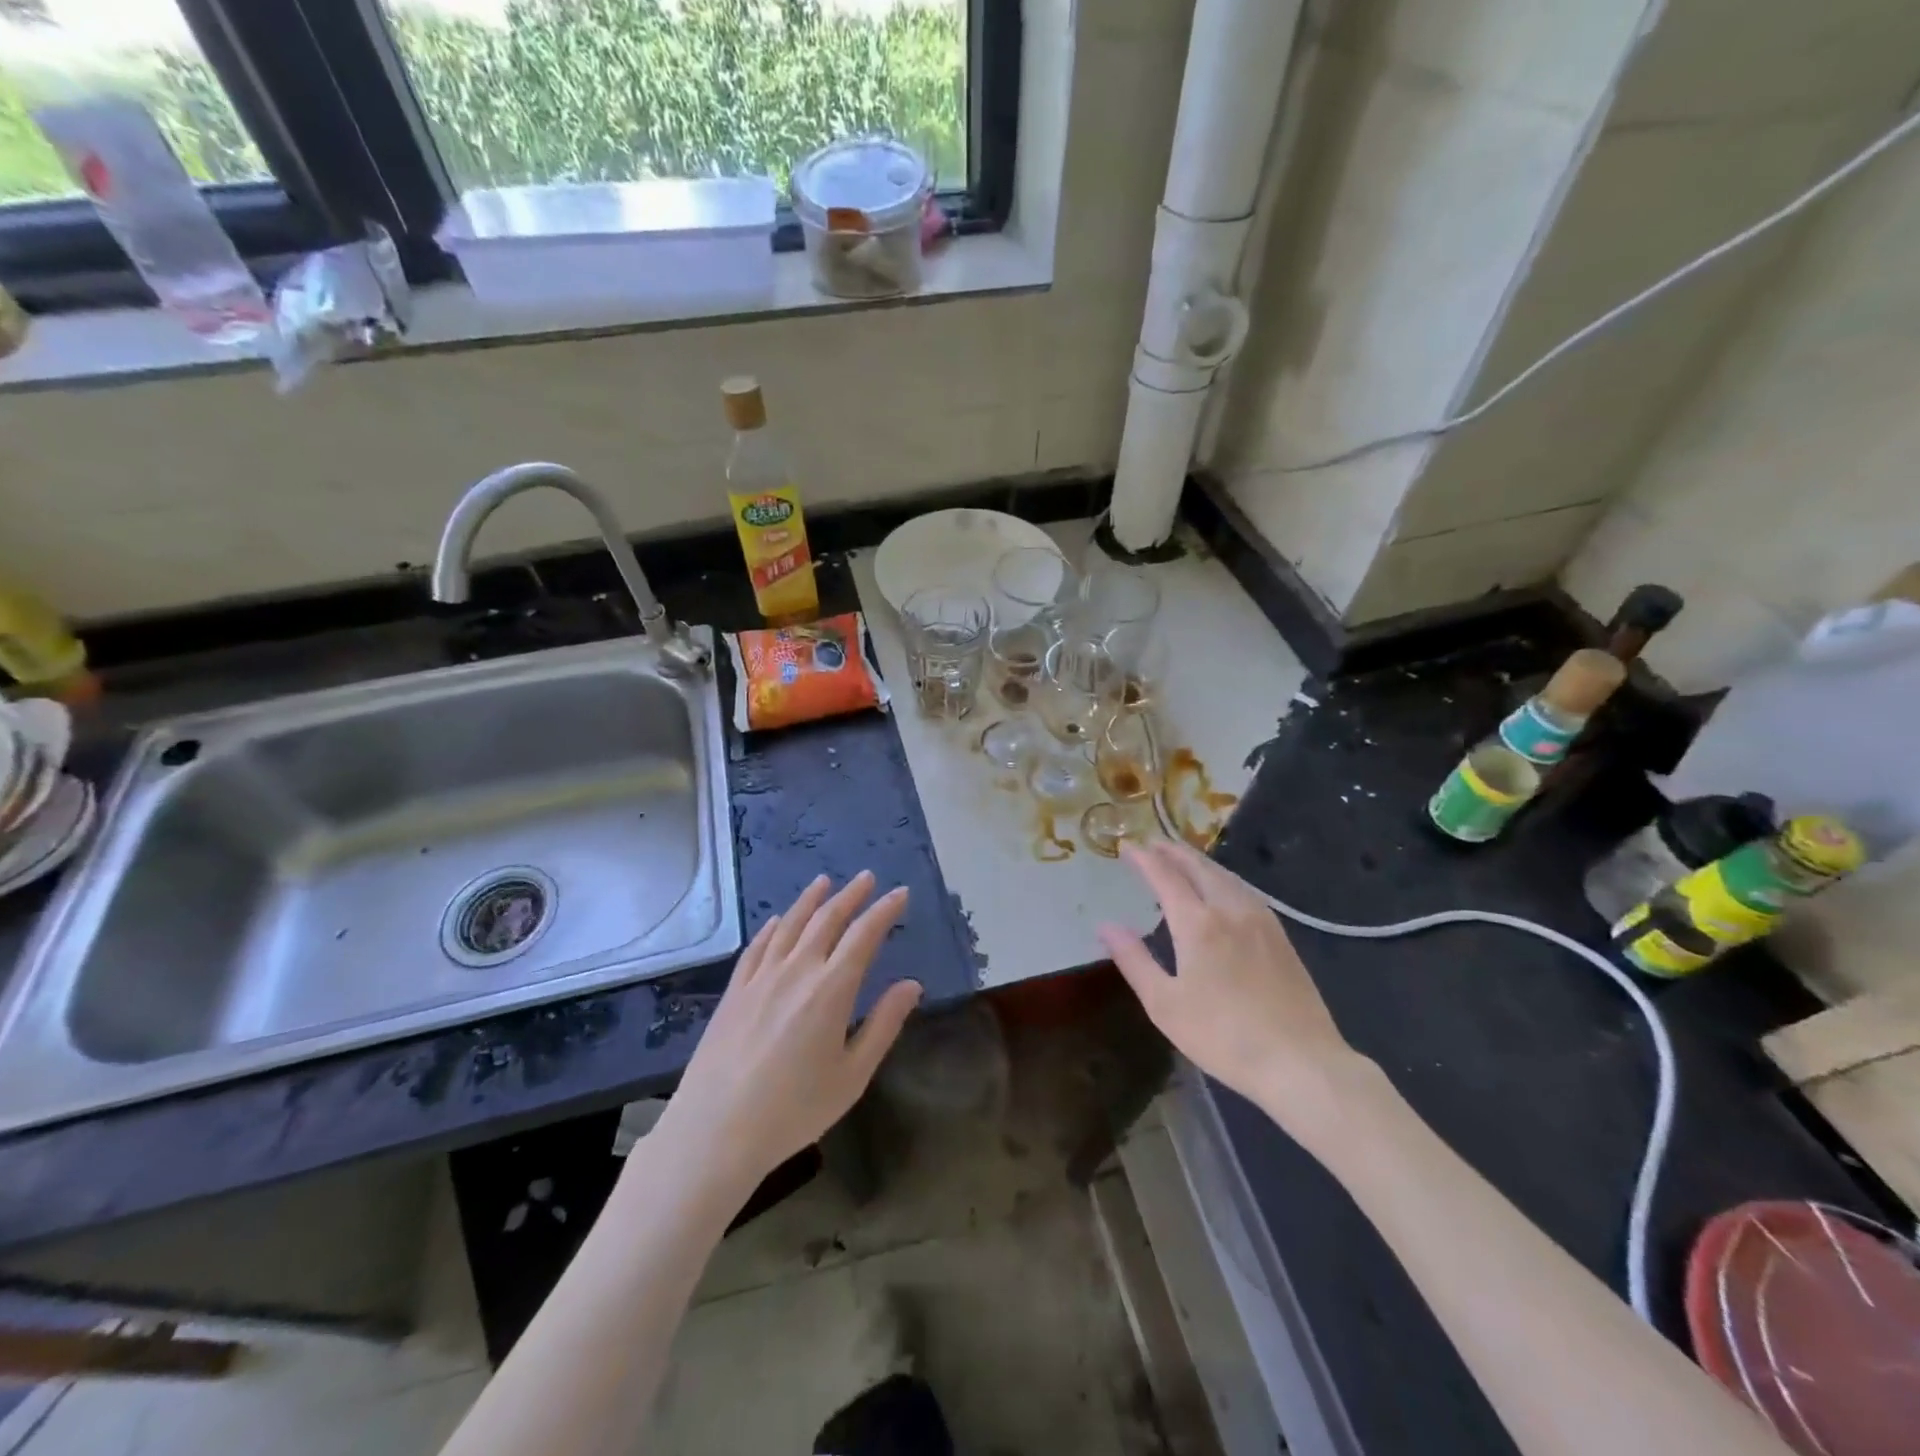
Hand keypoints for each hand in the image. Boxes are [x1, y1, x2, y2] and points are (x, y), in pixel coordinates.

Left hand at [652, 872, 920, 1199]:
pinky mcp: (734, 991)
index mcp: (832, 988)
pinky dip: (772, 927)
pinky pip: (757, 946)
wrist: (716, 1130)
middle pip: (827, 920)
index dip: (884, 910)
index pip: (864, 935)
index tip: (900, 893)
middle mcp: (797, 970)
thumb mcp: (852, 1074)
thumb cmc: (794, 1109)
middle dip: (851, 895)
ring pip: (790, 924)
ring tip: (824, 882)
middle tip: (867, 877)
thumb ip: (884, 1024)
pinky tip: (778, 920)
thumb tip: (912, 985)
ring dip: (811, 900)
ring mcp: (761, 977)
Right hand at [1099, 841, 1370, 1138]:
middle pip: (1199, 867)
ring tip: (1182, 858)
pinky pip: (1245, 890)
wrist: (1301, 1062)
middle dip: (1173, 851)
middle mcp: (1230, 910)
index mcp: (1198, 924)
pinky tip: (1222, 888)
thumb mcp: (1165, 1004)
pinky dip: (1223, 878)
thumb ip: (1134, 960)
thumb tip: (1106, 926)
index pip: (1165, 876)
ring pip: (1225, 876)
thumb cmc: (1223, 1037)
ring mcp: (1261, 921)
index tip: (1127, 846)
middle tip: (1153, 843)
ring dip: (1199, 861)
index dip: (1144, 858)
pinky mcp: (1280, 936)